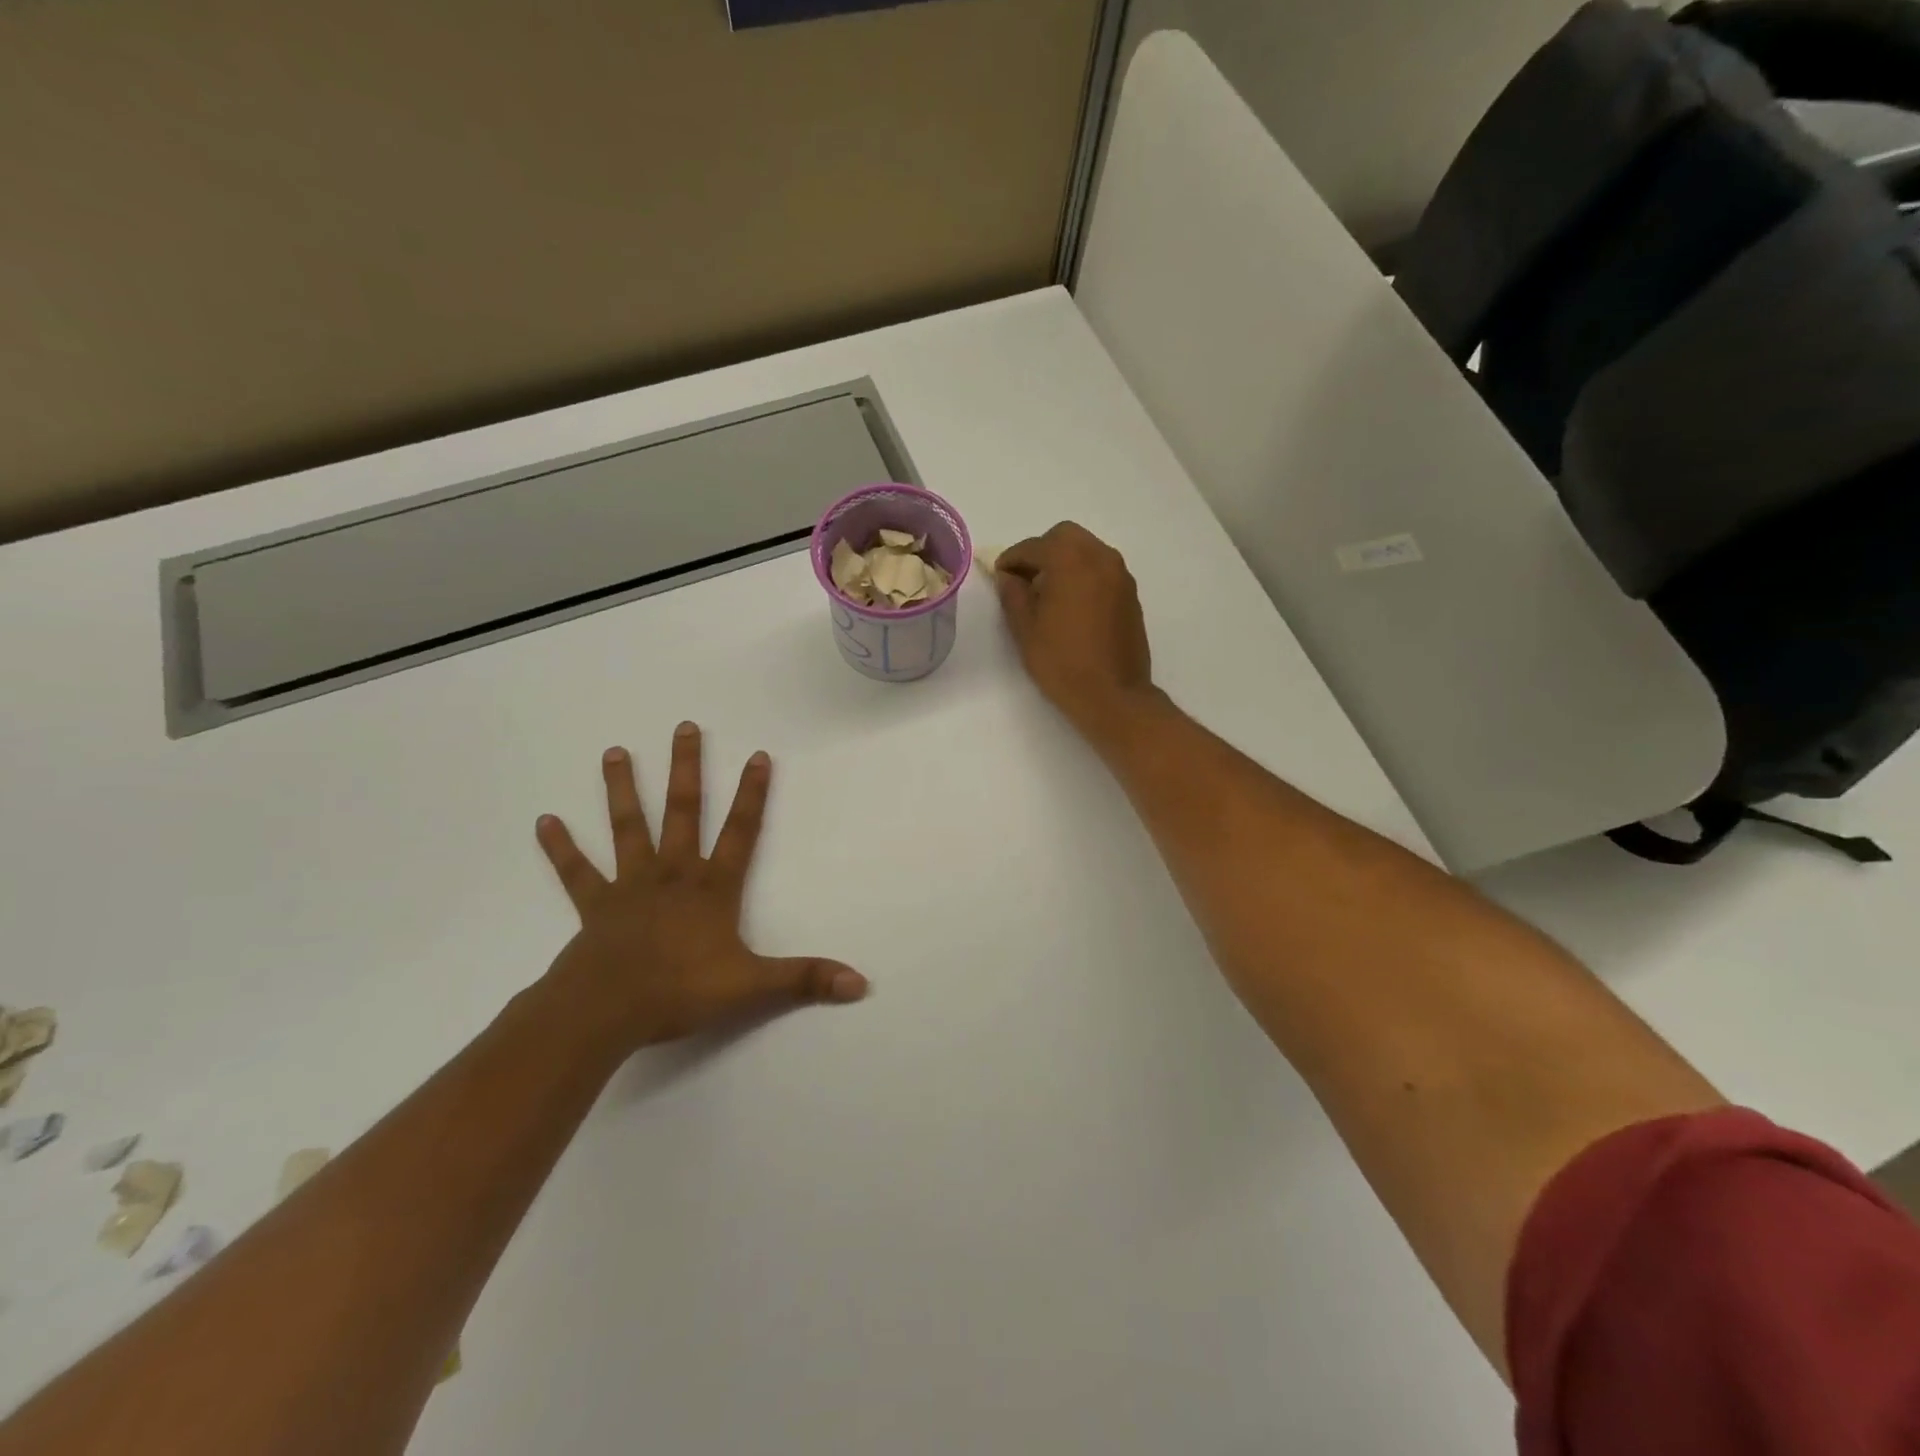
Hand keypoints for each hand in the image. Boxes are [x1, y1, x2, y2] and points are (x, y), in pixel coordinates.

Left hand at [535, 724, 868, 1051]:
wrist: (606, 1011)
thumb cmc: (680, 991)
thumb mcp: (752, 986)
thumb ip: (805, 978)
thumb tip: (860, 983)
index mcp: (712, 888)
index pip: (740, 831)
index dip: (753, 794)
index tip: (757, 755)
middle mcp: (673, 874)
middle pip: (683, 811)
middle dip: (687, 769)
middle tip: (684, 727)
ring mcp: (630, 885)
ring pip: (628, 827)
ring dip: (622, 790)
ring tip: (613, 752)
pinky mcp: (595, 905)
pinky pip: (576, 872)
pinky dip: (561, 848)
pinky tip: (544, 821)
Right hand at [994, 522, 1156, 741]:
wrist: (1113, 695)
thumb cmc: (1062, 663)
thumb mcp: (1026, 630)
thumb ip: (1013, 595)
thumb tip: (1009, 577)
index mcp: (1070, 561)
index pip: (1034, 547)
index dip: (1012, 559)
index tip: (1000, 576)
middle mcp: (1100, 557)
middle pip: (1065, 537)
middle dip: (1041, 552)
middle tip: (1025, 580)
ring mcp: (1120, 575)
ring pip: (1087, 550)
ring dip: (1065, 561)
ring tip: (1047, 593)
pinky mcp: (1131, 594)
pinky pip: (1102, 570)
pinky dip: (1084, 575)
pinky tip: (1071, 605)